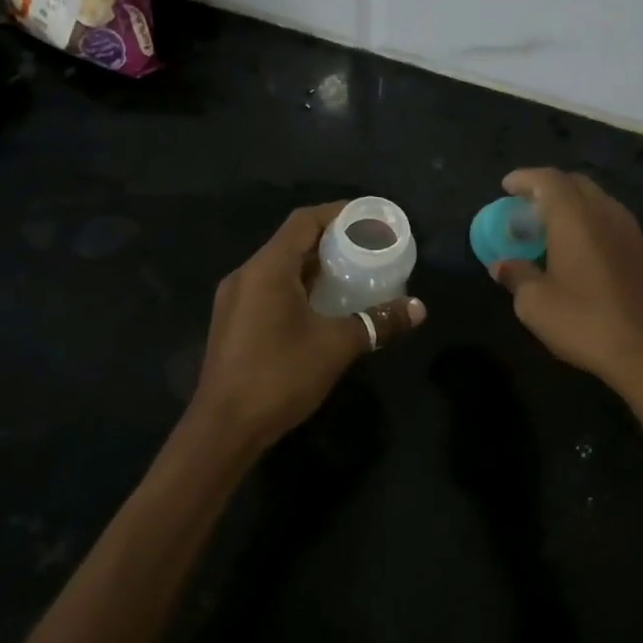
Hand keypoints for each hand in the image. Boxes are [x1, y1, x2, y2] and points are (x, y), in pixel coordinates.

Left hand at [187, 203, 425, 456]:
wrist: (224, 429)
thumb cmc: (279, 376)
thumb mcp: (336, 346)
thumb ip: (377, 322)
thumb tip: (418, 308)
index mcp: (267, 269)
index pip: (304, 221)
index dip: (337, 213)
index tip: (368, 219)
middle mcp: (246, 275)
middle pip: (291, 242)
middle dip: (330, 240)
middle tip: (367, 248)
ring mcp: (234, 300)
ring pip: (279, 268)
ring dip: (313, 266)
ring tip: (351, 274)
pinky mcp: (233, 323)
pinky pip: (269, 289)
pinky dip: (298, 287)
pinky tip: (321, 306)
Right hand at [491, 169, 642, 406]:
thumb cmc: (585, 322)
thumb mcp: (535, 304)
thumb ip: (516, 276)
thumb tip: (502, 265)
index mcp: (576, 217)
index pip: (548, 180)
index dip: (524, 178)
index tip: (506, 187)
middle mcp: (606, 213)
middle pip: (574, 183)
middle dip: (547, 188)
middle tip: (524, 206)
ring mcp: (629, 231)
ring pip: (595, 200)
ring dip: (569, 204)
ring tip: (547, 226)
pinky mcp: (642, 251)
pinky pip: (608, 219)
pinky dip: (587, 221)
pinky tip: (575, 247)